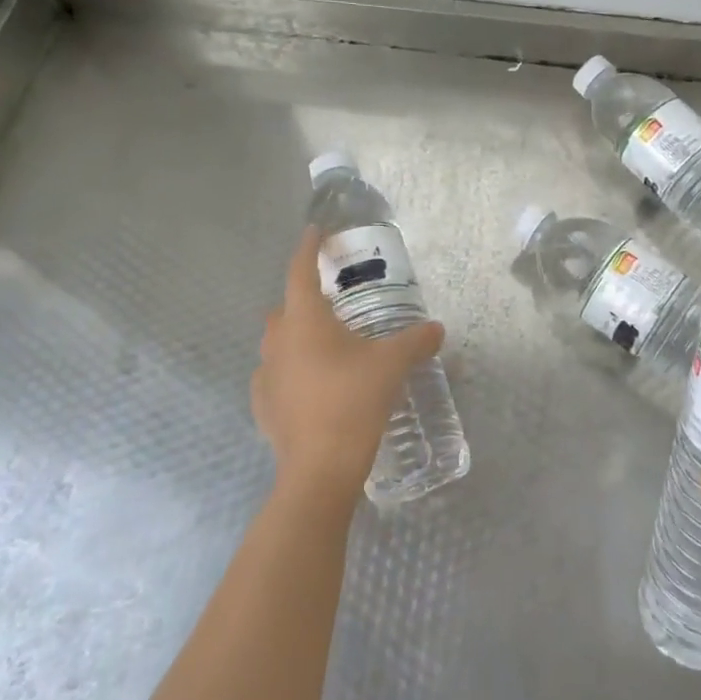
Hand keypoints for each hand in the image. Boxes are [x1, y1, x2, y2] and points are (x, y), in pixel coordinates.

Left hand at [251, 227, 445, 505]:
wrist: (320, 467)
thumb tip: (437, 329)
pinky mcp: (263, 406)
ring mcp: (265, 375)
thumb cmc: (354, 401)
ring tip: (326, 347)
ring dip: (297, 337)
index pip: (300, 270)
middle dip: (304, 298)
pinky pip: (275, 376)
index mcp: (305, 320)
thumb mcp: (393, 365)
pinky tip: (311, 385)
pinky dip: (290, 371)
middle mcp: (278, 341)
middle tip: (333, 303)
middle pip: (285, 307)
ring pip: (278, 343)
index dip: (308, 248)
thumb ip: (416, 340)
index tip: (315, 232)